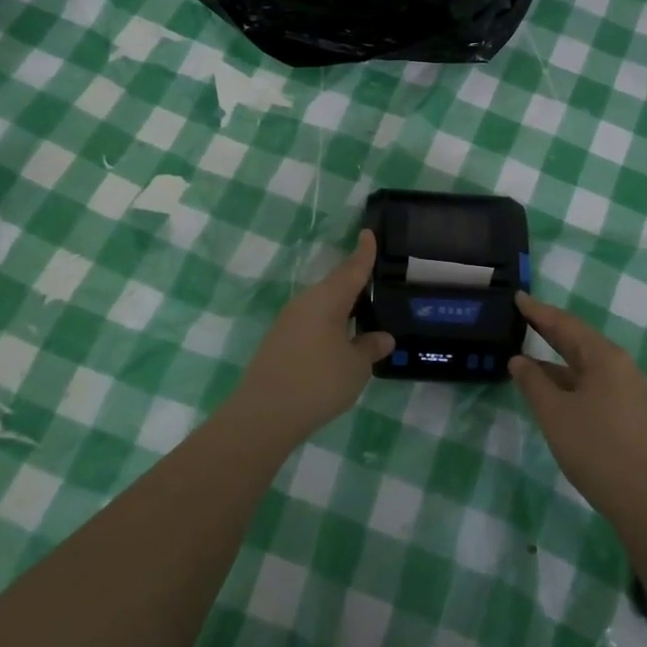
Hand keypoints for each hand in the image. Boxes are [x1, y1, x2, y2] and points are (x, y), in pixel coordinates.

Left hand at [229, 231, 393, 447]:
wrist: (263, 415)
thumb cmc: (317, 382)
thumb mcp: (355, 367)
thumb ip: (370, 348)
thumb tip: (383, 337)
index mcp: (327, 299)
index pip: (352, 269)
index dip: (364, 252)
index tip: (369, 232)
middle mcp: (306, 302)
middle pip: (336, 285)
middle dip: (355, 282)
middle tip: (376, 281)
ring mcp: (288, 322)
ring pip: (322, 305)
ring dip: (342, 307)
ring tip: (363, 314)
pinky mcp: (279, 341)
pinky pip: (311, 322)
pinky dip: (329, 324)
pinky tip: (339, 341)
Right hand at [510, 293, 646, 519]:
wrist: (644, 499)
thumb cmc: (594, 448)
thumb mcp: (554, 413)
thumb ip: (533, 382)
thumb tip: (518, 360)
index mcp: (604, 357)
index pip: (565, 324)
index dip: (539, 311)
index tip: (518, 297)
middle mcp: (620, 365)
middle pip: (579, 340)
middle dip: (550, 330)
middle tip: (523, 317)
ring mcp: (629, 389)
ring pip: (587, 364)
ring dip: (558, 359)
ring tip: (530, 358)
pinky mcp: (630, 411)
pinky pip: (595, 382)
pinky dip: (571, 379)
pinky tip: (555, 390)